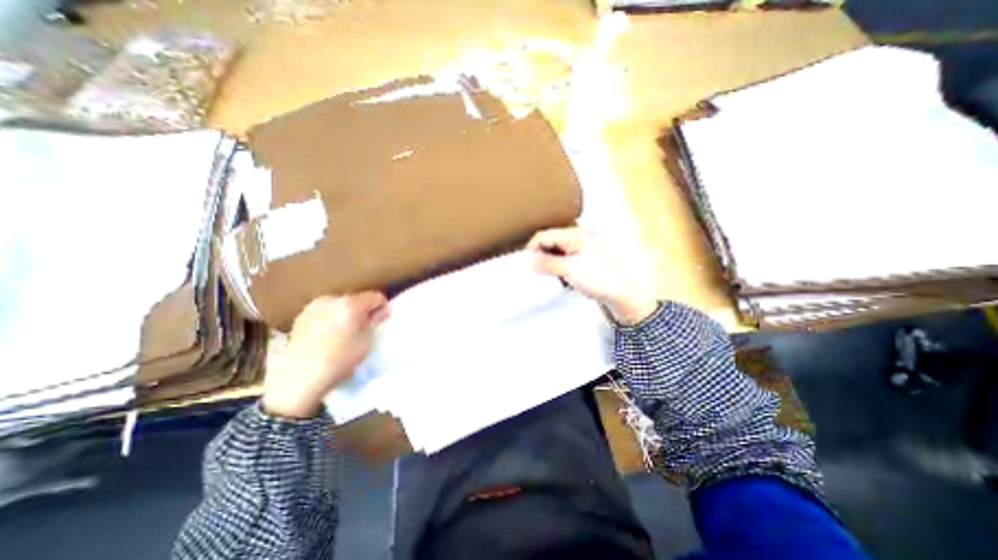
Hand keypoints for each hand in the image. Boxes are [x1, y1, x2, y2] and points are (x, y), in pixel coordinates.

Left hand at [261, 292, 389, 414]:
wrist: (298, 379)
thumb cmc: (339, 361)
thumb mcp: (365, 342)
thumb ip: (373, 323)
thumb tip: (379, 313)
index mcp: (351, 304)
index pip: (376, 297)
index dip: (382, 308)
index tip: (379, 321)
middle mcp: (332, 299)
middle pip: (357, 298)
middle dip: (363, 310)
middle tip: (362, 328)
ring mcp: (314, 306)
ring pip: (339, 304)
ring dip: (346, 313)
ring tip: (343, 333)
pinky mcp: (301, 315)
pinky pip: (324, 311)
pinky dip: (330, 318)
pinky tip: (327, 336)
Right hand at [525, 225, 660, 322]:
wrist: (622, 292)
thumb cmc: (597, 278)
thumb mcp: (569, 270)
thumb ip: (547, 263)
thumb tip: (528, 260)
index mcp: (574, 234)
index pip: (544, 235)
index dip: (532, 248)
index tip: (525, 263)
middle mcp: (578, 236)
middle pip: (550, 241)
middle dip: (540, 253)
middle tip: (533, 269)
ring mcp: (582, 246)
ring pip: (557, 249)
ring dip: (548, 260)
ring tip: (543, 273)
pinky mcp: (585, 257)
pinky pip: (565, 256)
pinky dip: (558, 264)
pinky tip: (557, 275)